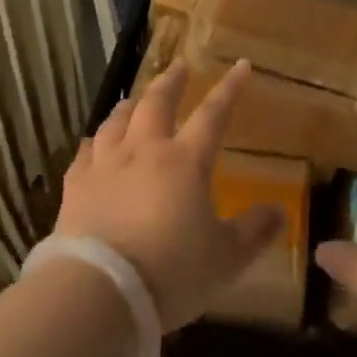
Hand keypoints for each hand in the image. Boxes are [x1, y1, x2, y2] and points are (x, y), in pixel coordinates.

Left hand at [54, 60, 282, 330]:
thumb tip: (280, 212)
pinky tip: (93, 142)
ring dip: (130, 105)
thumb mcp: (225, 259)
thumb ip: (253, 232)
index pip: (212, 115)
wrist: (101, 291)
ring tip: (135, 98)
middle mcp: (144, 150)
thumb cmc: (171, 272)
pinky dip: (94, 142)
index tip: (240, 65)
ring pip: (118, 120)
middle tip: (179, 65)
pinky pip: (85, 151)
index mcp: (185, 161)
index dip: (229, 89)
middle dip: (171, 81)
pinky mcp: (76, 185)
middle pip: (157, 103)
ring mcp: (106, 164)